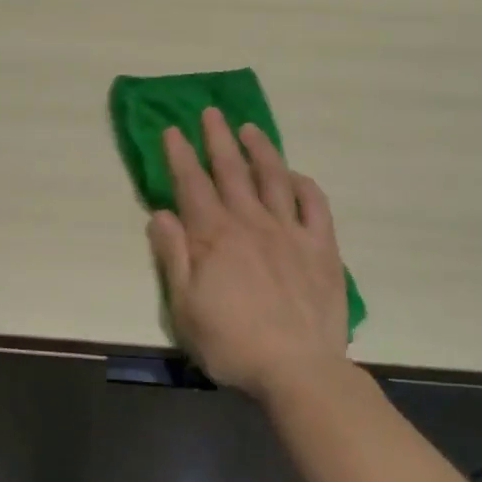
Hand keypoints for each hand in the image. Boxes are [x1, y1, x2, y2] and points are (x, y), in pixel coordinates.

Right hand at [147, 107, 349, 405]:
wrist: (298, 369)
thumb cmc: (232, 343)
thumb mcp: (184, 307)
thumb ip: (171, 256)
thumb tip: (160, 213)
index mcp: (214, 236)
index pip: (192, 184)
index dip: (180, 155)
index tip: (173, 129)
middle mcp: (251, 223)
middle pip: (231, 171)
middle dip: (217, 139)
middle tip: (210, 112)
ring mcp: (290, 231)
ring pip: (273, 178)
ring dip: (260, 150)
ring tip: (250, 128)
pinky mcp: (321, 247)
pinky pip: (315, 205)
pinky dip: (304, 185)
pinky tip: (295, 175)